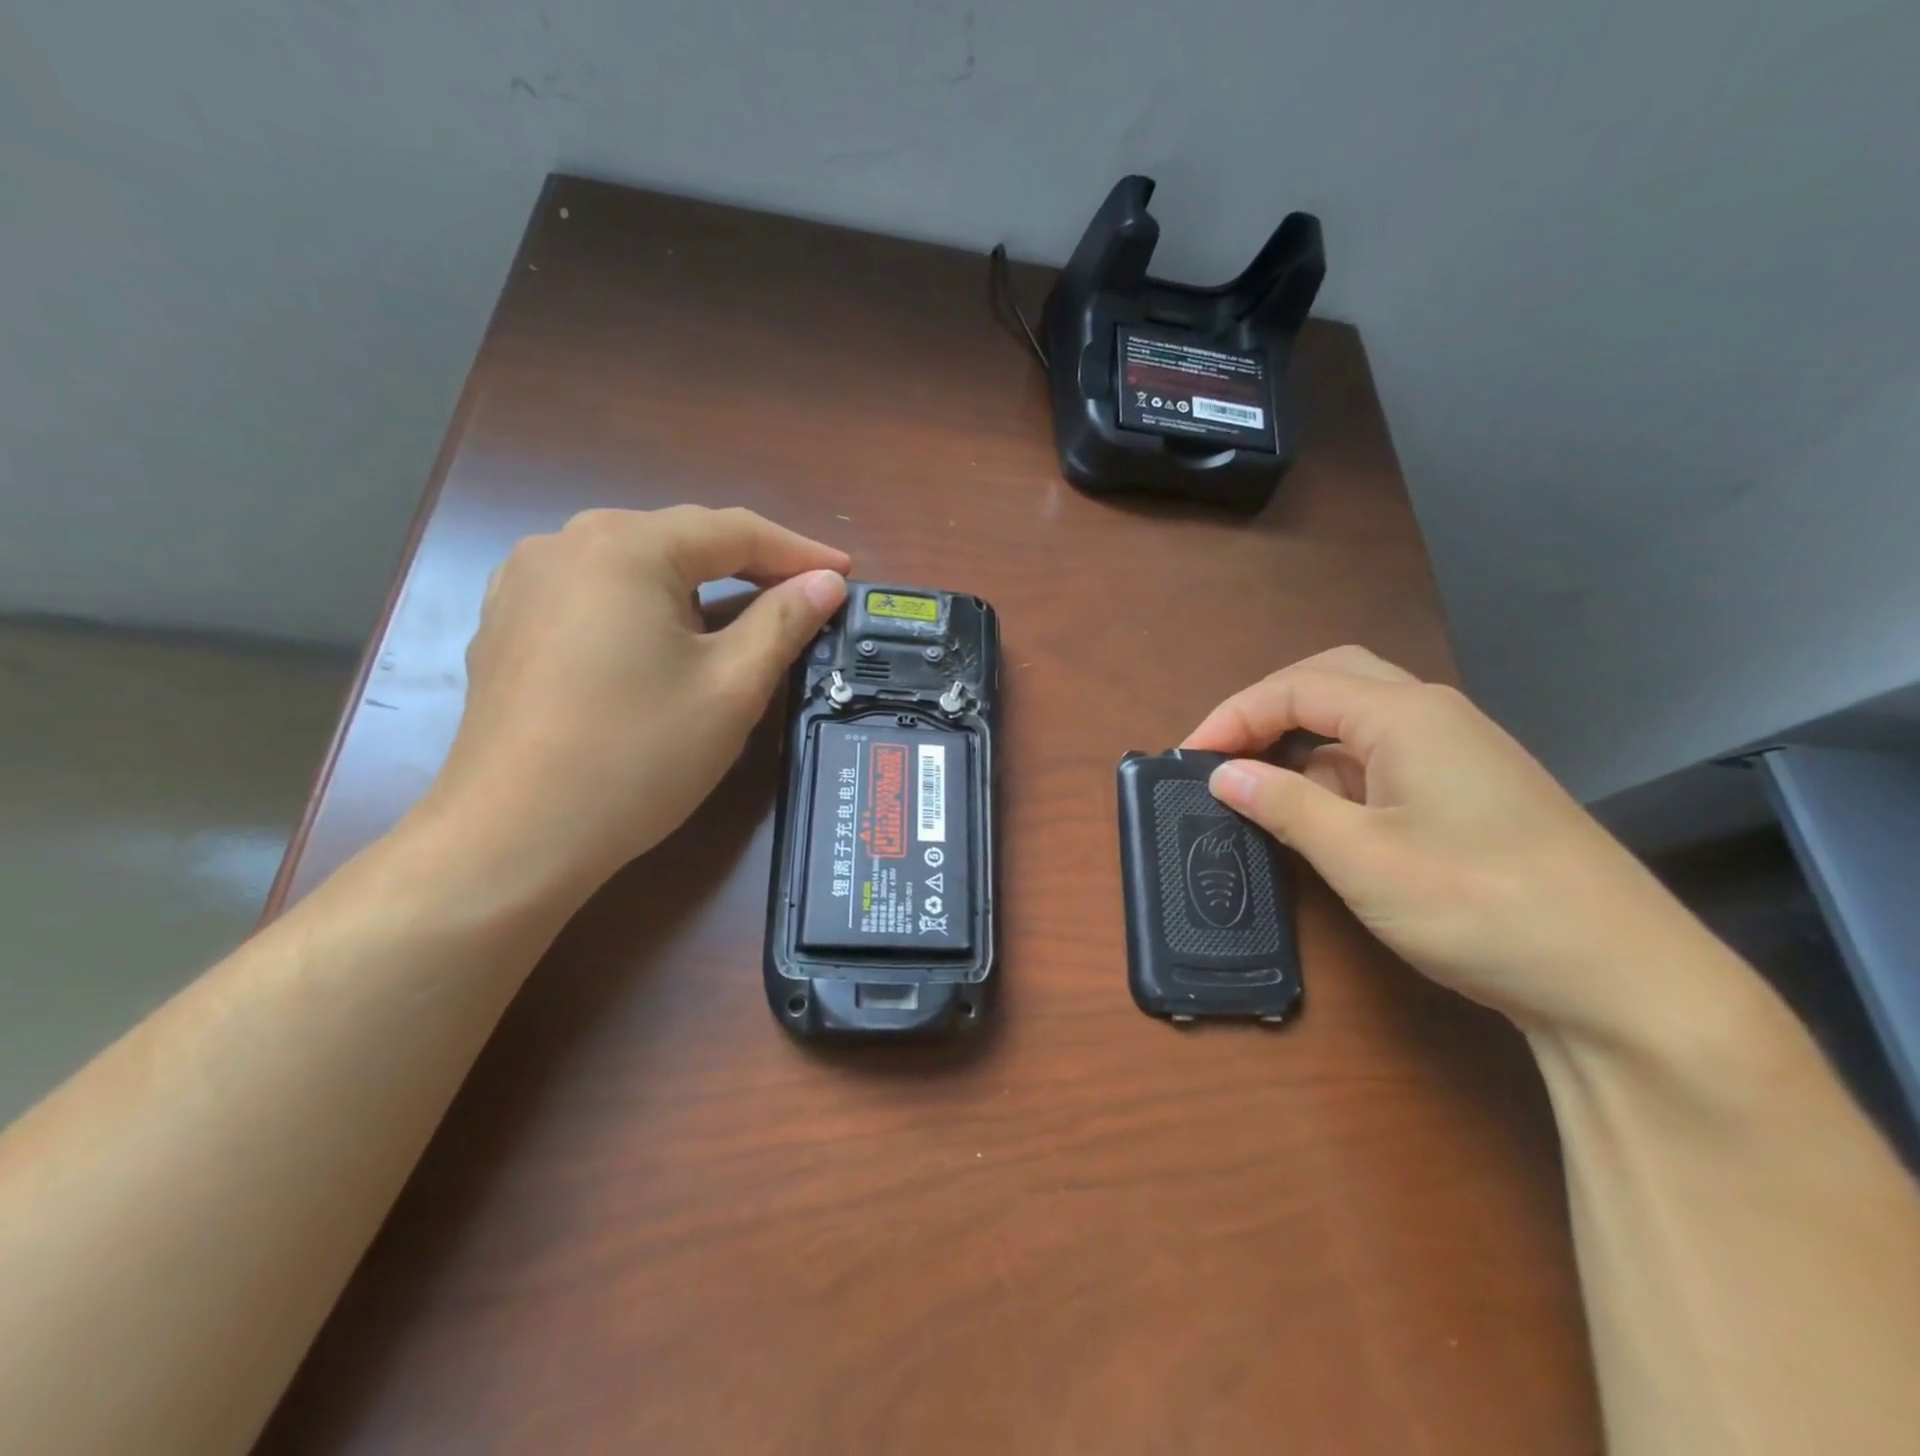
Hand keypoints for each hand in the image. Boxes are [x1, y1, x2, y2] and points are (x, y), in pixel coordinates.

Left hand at [413, 506, 848, 914]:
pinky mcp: (508, 623)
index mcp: (625, 546)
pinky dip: (646, 606)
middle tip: (802, 596)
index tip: (846, 575)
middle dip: (748, 565)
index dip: (799, 552)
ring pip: (637, 565)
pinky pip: (596, 594)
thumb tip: (826, 583)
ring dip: (697, 585)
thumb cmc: (637, 756)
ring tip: (741, 616)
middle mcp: (566, 543)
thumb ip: (784, 621)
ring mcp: (525, 582)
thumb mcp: (731, 687)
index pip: (734, 530)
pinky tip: (663, 638)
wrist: (514, 837)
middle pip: (681, 540)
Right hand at [1184, 647, 1734, 1042]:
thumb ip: (1285, 805)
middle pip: (1330, 680)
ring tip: (1258, 783)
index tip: (1188, 761)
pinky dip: (1335, 770)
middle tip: (1223, 752)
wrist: (1625, 982)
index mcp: (1407, 715)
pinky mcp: (1471, 790)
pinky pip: (1384, 757)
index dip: (1232, 717)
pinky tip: (1320, 811)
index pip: (1296, 688)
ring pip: (1358, 719)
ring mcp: (1459, 752)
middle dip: (1266, 709)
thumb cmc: (1481, 906)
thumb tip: (1224, 775)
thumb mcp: (1362, 858)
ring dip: (1300, 739)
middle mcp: (1435, 716)